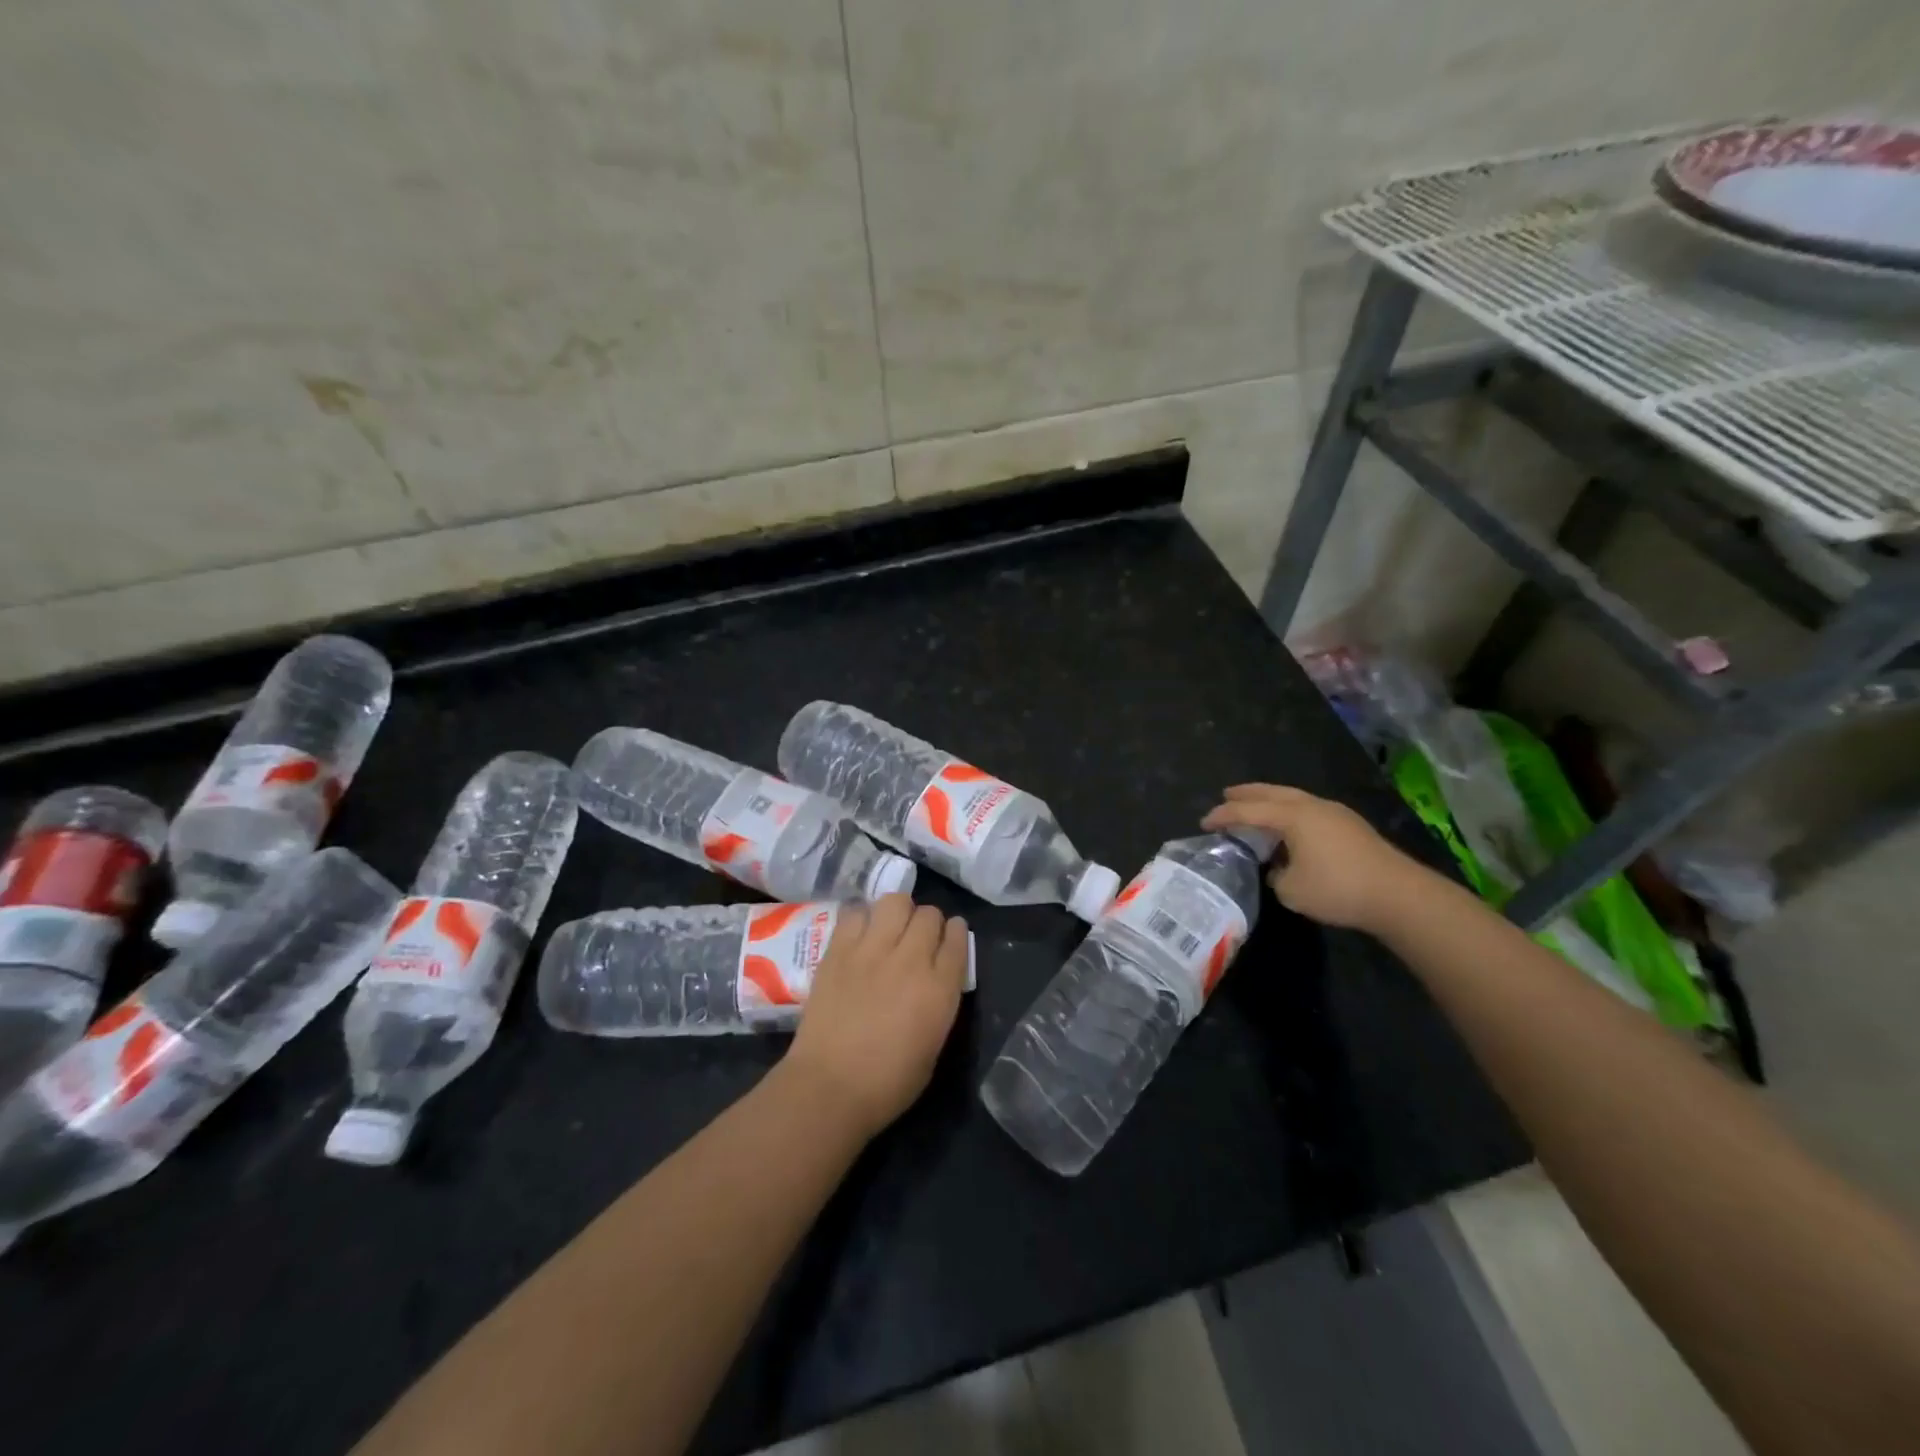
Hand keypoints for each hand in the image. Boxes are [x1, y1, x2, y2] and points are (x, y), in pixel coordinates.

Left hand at [784, 894, 968, 1140]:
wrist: (829, 1088)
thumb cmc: (888, 1084)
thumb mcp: (933, 1047)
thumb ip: (939, 1004)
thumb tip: (936, 981)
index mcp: (940, 989)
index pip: (958, 939)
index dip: (957, 934)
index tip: (950, 938)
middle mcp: (910, 960)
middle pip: (929, 915)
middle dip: (929, 923)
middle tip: (918, 938)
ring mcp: (871, 950)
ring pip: (896, 901)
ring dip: (899, 912)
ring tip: (891, 928)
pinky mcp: (838, 950)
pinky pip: (856, 913)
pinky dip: (862, 919)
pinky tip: (860, 935)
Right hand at [1202, 783, 1422, 932]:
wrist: (1398, 895)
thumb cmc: (1337, 889)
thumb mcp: (1290, 890)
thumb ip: (1275, 875)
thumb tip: (1278, 869)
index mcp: (1292, 816)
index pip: (1248, 811)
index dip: (1223, 815)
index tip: (1204, 822)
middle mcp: (1312, 806)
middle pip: (1272, 793)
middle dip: (1247, 793)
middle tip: (1227, 794)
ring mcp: (1335, 813)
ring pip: (1294, 798)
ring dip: (1271, 800)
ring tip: (1257, 807)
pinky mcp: (1351, 826)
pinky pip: (1309, 809)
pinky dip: (1291, 812)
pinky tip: (1291, 827)